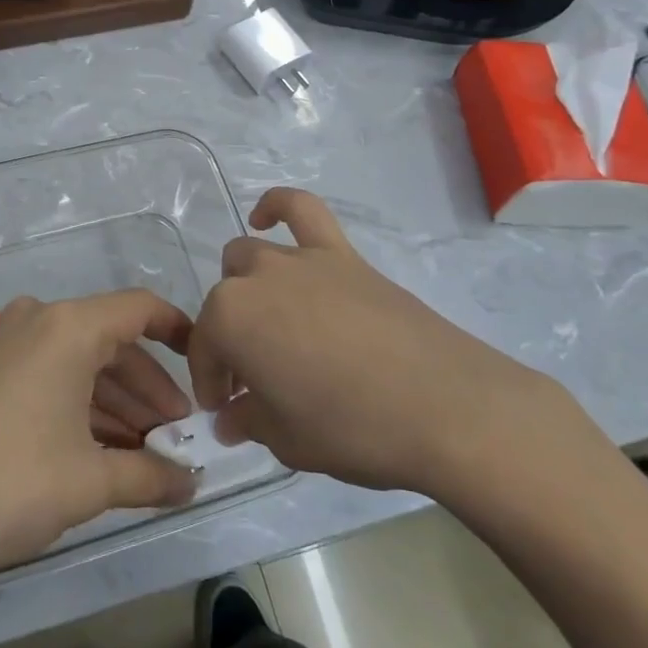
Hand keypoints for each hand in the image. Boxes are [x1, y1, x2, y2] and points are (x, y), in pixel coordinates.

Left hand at [0, 291, 198, 583]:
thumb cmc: (12, 481)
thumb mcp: (90, 482)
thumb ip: (151, 477)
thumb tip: (192, 485)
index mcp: (69, 326)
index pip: (141, 309)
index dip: (180, 332)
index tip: (206, 365)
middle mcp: (38, 320)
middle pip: (112, 342)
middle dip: (149, 389)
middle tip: (177, 436)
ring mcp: (7, 343)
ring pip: (80, 363)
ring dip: (116, 403)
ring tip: (145, 453)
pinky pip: (50, 375)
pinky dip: (80, 406)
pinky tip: (101, 451)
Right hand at [191, 188, 573, 505]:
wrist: (443, 407)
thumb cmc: (352, 428)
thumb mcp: (286, 441)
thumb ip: (248, 420)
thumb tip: (230, 418)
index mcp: (230, 319)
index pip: (204, 348)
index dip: (210, 383)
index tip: (225, 411)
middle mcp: (255, 277)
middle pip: (225, 301)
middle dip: (229, 337)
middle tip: (255, 377)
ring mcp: (300, 259)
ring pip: (250, 256)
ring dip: (247, 287)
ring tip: (269, 321)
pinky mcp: (341, 254)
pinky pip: (302, 210)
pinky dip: (277, 207)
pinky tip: (266, 216)